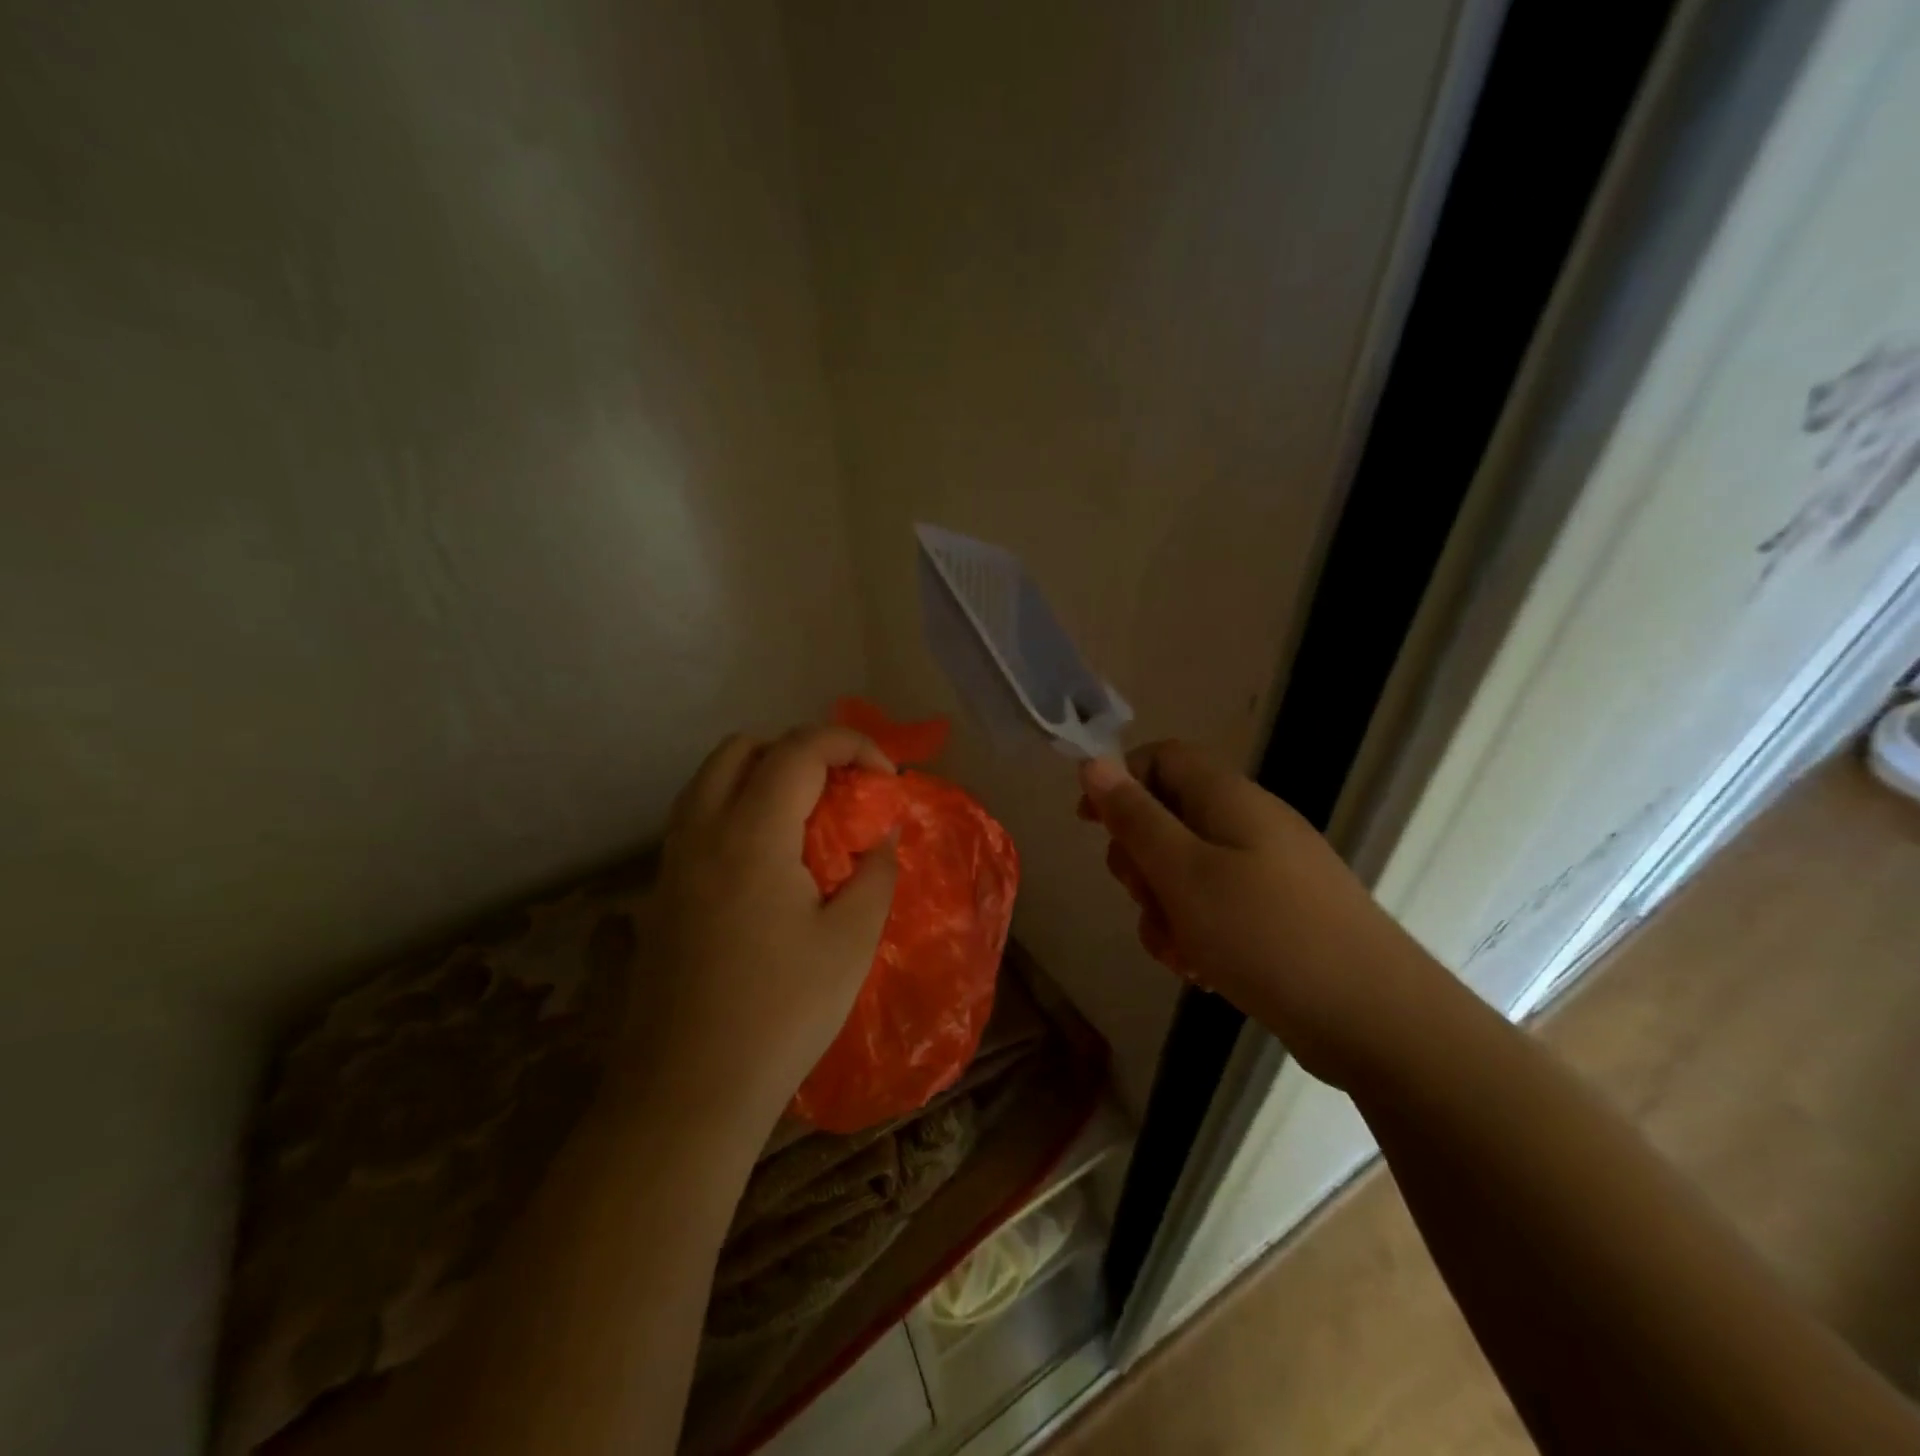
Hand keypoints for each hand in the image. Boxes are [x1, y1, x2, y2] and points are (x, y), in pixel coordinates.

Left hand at [635, 726, 899, 1126]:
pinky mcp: (659, 894)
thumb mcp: (850, 942)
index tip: (886, 780)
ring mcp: (671, 862)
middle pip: (742, 748)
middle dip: (800, 751)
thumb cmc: (780, 1014)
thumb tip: (881, 837)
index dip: (852, 746)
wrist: (685, 1093)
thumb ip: (874, 874)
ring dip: (761, 776)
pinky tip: (767, 865)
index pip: (800, 749)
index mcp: (750, 834)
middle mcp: (701, 832)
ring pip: (710, 780)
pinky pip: (696, 819)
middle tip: (840, 792)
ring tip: (805, 822)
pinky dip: (735, 810)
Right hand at [1079, 741, 1445, 1087]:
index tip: (1090, 825)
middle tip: (1145, 898)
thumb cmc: (1266, 934)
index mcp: (1228, 799)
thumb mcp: (1183, 873)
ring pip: (1185, 872)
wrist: (1375, 1019)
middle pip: (1168, 818)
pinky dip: (1197, 932)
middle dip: (1140, 861)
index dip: (1120, 782)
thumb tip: (1094, 762)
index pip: (1161, 758)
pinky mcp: (1276, 914)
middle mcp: (1248, 825)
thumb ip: (1135, 817)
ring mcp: (1266, 871)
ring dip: (1164, 908)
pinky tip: (1202, 971)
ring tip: (1179, 951)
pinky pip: (1216, 908)